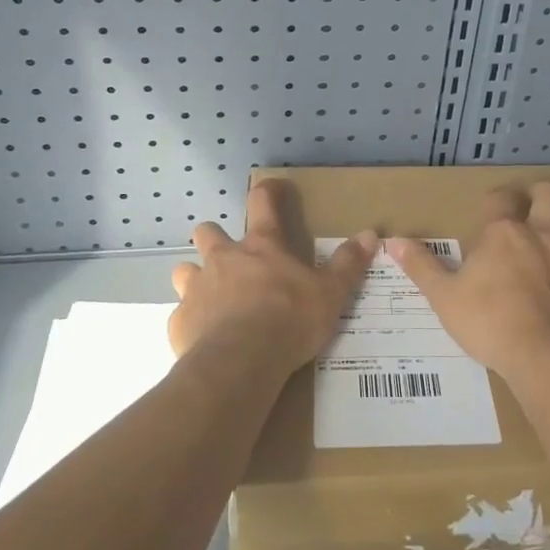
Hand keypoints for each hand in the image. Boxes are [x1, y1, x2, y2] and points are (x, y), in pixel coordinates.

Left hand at [169, 180, 377, 375]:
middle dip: (214, 238)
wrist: (239, 363)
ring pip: (184, 271)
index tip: (272, 187)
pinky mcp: (179, 323)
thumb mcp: (330, 293)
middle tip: (231, 258)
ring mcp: (196, 289)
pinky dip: (191, 323)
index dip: (267, 190)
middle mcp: (223, 259)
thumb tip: (370, 234)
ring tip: (212, 299)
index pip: (262, 202)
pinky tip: (205, 339)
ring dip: (196, 279)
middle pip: (208, 232)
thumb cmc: (288, 320)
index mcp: (261, 247)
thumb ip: (347, 264)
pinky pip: (180, 316)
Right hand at [388, 183, 549, 388]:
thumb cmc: (490, 324)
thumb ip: (420, 267)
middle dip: (542, 196)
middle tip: (534, 210)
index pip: (500, 197)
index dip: (496, 200)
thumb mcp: (444, 298)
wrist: (549, 360)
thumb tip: (391, 241)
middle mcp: (544, 234)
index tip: (491, 212)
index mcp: (504, 233)